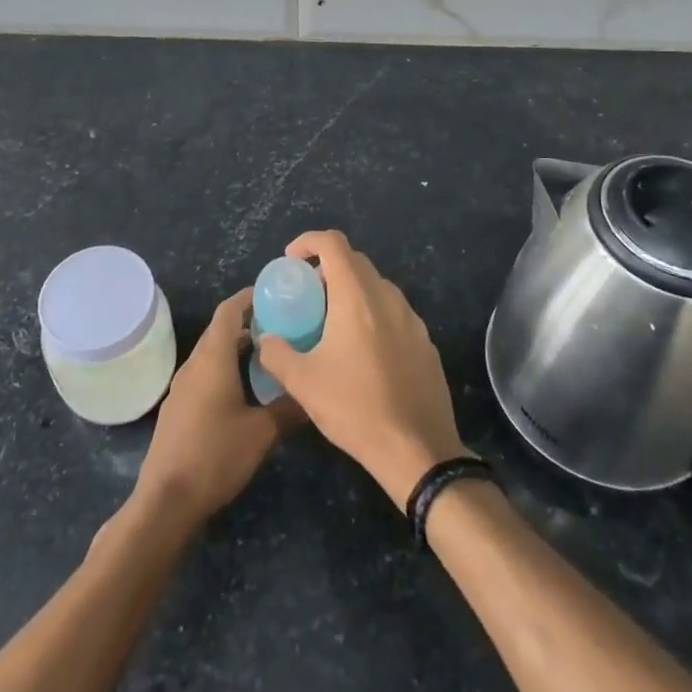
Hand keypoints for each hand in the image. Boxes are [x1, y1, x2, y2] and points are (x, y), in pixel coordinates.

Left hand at [133, 288, 301, 525]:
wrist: (167, 500)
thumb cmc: (216, 455)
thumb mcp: (262, 432)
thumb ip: (288, 408)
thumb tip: (313, 393)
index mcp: (213, 358)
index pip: (229, 311)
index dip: (248, 297)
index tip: (272, 293)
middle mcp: (194, 364)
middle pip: (220, 330)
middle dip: (247, 321)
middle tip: (279, 324)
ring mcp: (182, 386)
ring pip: (211, 353)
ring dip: (235, 346)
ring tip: (266, 355)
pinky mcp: (178, 407)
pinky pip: (203, 373)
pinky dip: (224, 367)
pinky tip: (243, 389)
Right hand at [258, 230, 467, 510]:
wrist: (417, 450)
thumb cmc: (355, 408)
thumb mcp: (302, 383)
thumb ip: (276, 353)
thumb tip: (266, 340)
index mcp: (357, 296)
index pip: (333, 243)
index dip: (308, 241)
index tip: (291, 261)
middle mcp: (387, 297)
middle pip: (355, 261)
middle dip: (327, 268)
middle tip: (307, 296)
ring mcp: (412, 319)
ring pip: (377, 287)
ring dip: (352, 292)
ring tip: (332, 324)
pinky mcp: (425, 342)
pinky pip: (394, 313)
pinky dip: (373, 315)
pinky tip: (362, 352)